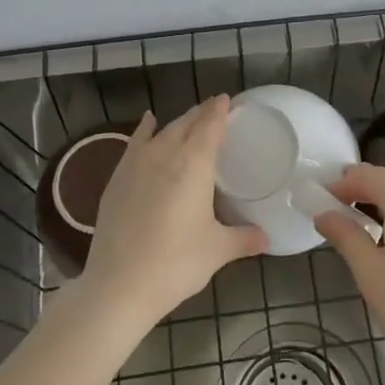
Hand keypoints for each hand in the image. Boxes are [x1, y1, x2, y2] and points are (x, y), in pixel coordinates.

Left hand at [77, 96, 266, 330]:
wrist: (119, 285)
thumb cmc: (176, 264)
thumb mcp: (217, 251)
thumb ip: (244, 239)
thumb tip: (268, 238)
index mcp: (194, 165)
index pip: (210, 126)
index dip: (219, 111)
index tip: (228, 99)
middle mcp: (164, 154)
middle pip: (185, 124)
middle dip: (201, 114)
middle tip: (215, 109)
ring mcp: (136, 165)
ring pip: (161, 131)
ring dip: (177, 122)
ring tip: (189, 119)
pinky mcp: (116, 179)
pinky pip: (135, 143)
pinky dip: (144, 130)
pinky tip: (148, 122)